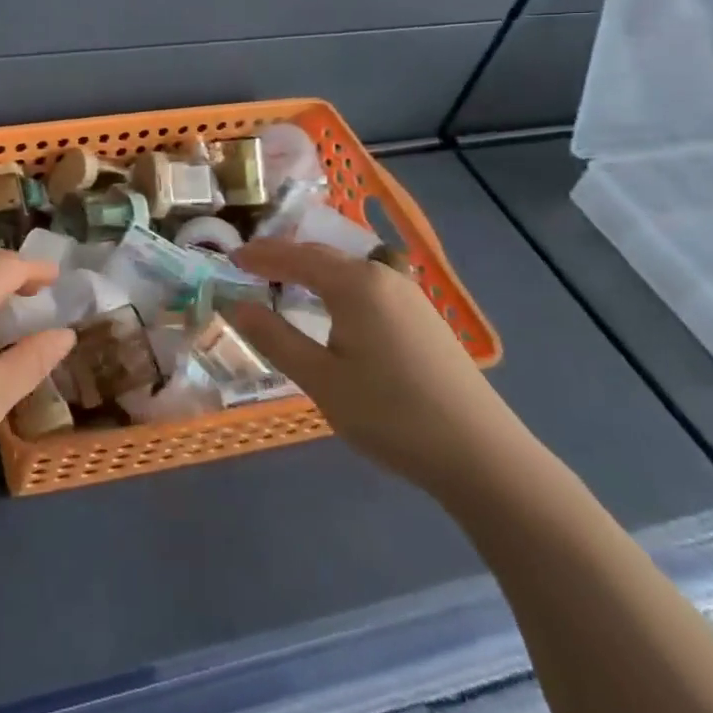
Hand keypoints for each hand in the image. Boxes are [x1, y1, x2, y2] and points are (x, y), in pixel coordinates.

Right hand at [226, 239, 527, 498]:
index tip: (229, 258)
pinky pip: (366, 286)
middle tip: (249, 267)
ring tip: (282, 284)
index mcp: (354, 283)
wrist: (483, 456)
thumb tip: (236, 305)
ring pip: (347, 270)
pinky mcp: (423, 317)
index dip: (259, 257)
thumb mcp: (320, 380)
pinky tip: (330, 309)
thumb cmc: (391, 414)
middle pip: (322, 256)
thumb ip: (274, 337)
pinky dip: (336, 286)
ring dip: (311, 271)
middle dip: (283, 258)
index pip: (294, 257)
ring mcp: (408, 295)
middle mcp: (382, 276)